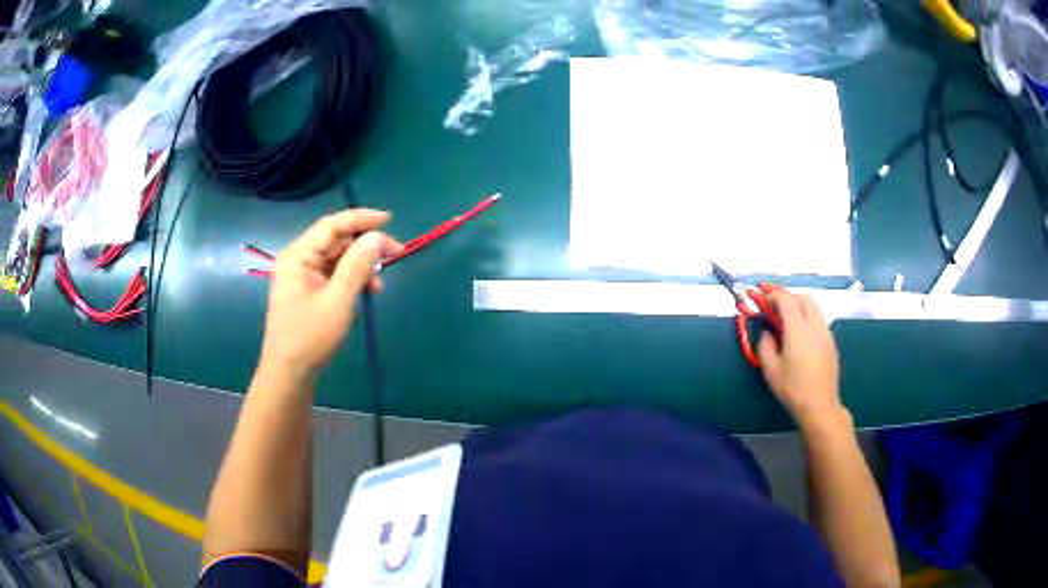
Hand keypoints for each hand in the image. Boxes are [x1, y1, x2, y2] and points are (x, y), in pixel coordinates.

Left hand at [259, 209, 402, 381]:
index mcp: (298, 255)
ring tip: (380, 282)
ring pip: (336, 257)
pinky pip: (332, 274)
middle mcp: (297, 259)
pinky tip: (366, 291)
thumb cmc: (311, 337)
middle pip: (335, 240)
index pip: (332, 225)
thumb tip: (377, 237)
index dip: (361, 219)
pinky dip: (351, 278)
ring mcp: (301, 276)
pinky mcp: (307, 290)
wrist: (290, 373)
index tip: (390, 220)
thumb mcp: (339, 300)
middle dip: (364, 245)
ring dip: (360, 264)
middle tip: (395, 254)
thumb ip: (358, 264)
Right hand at [756, 291, 843, 427]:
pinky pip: (819, 320)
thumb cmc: (793, 388)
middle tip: (774, 306)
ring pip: (813, 307)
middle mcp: (814, 324)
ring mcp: (825, 332)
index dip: (773, 295)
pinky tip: (800, 334)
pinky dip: (808, 317)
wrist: (819, 405)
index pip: (786, 300)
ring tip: (787, 318)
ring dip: (799, 306)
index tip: (762, 297)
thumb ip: (765, 345)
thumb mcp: (771, 369)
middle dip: (788, 297)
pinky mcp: (831, 342)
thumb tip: (767, 331)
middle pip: (803, 298)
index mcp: (798, 329)